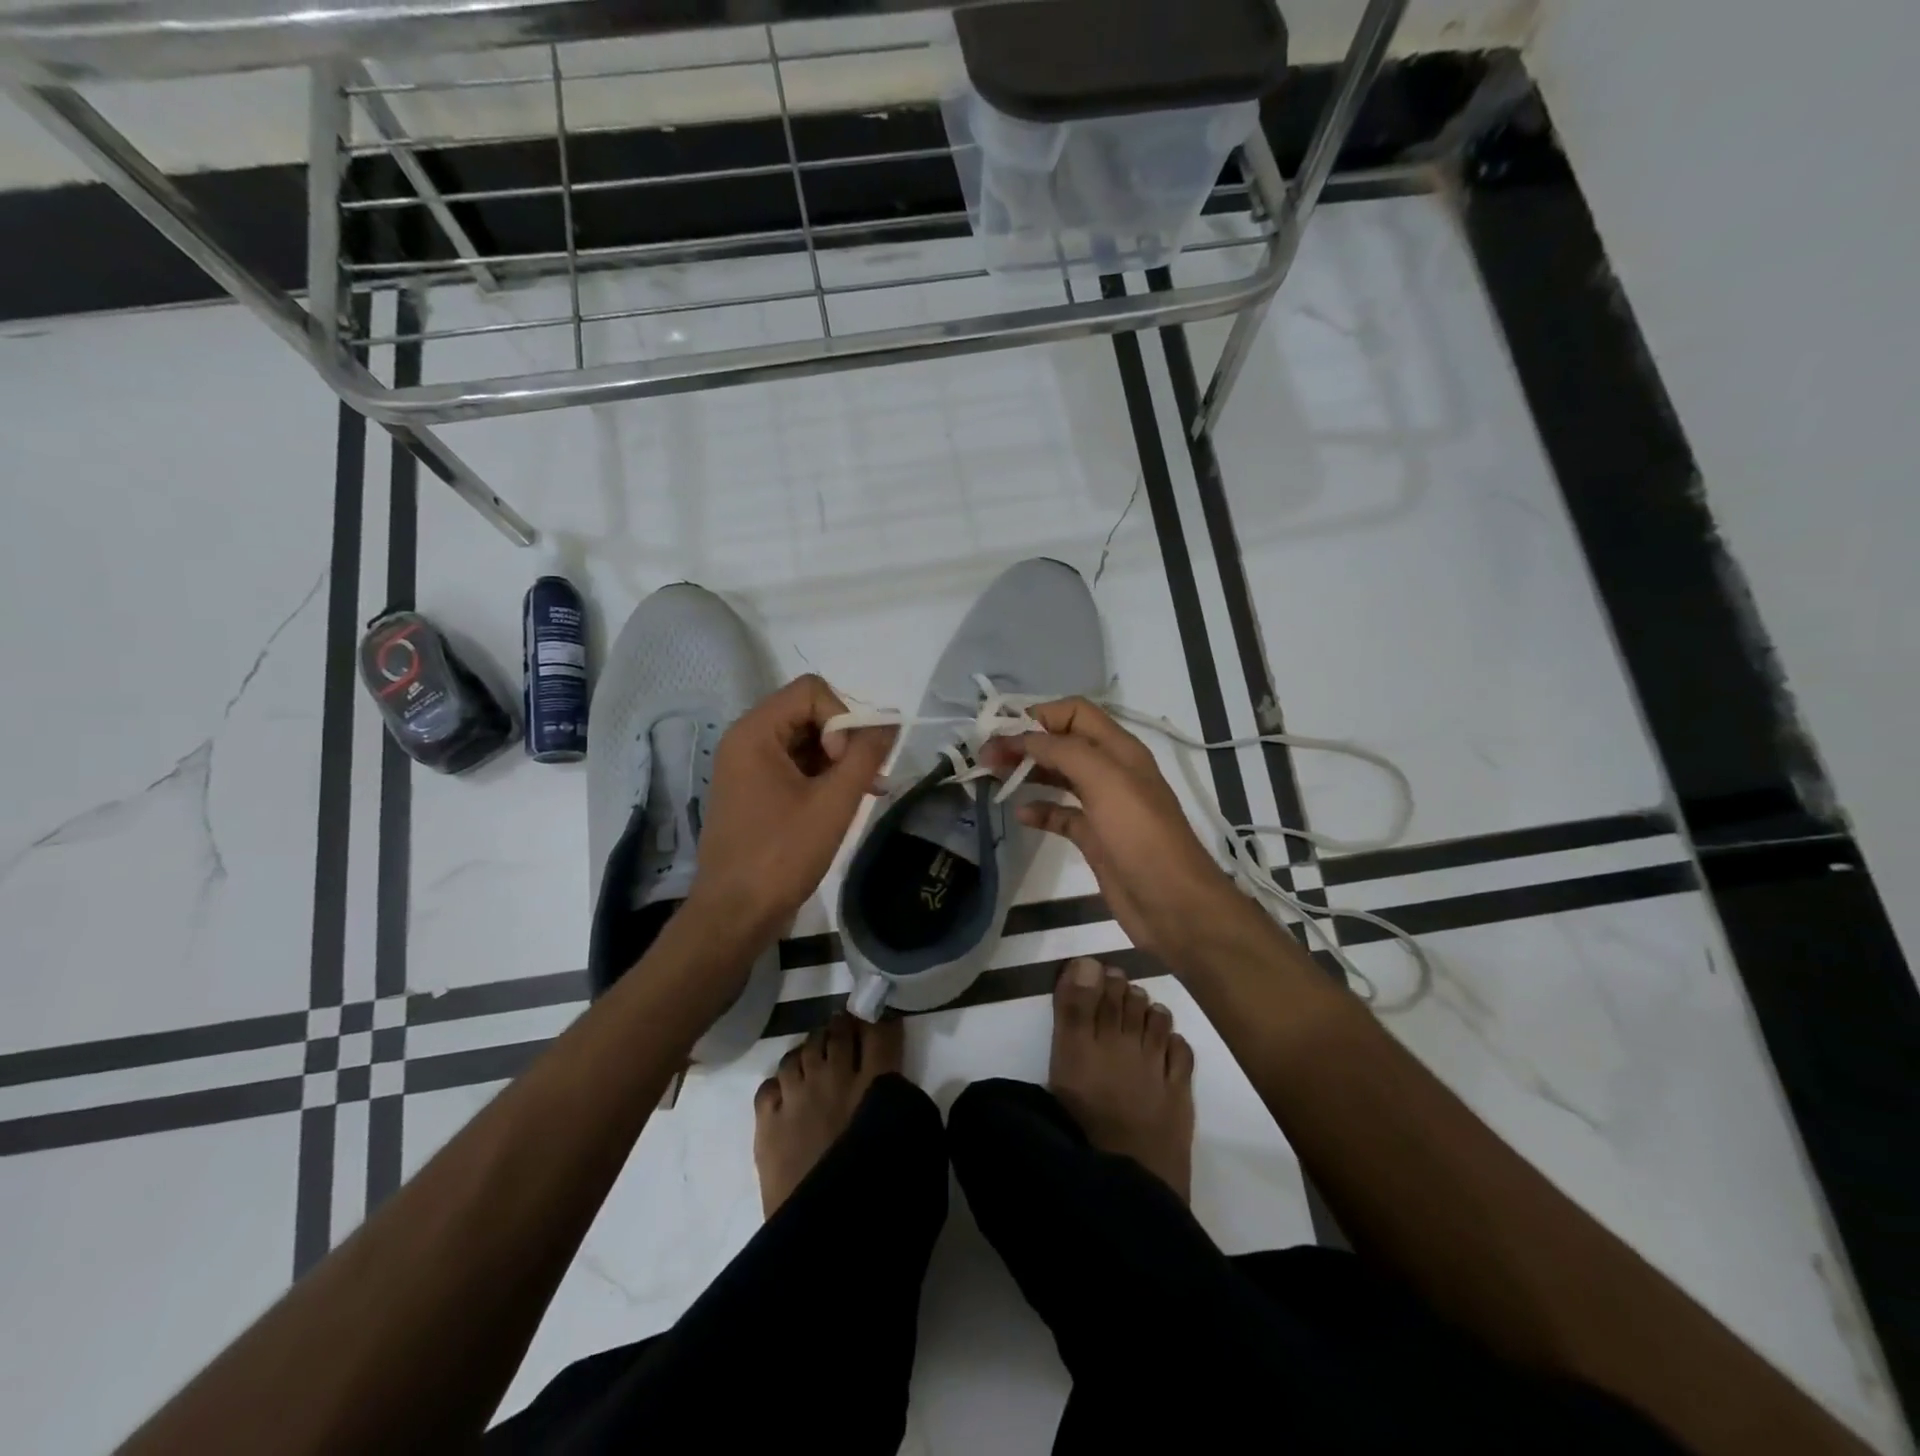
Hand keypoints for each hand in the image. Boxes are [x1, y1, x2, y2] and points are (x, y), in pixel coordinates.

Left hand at [687, 675, 895, 943]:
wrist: (735, 915)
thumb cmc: (782, 855)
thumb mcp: (833, 803)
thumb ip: (866, 755)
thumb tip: (892, 720)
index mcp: (755, 732)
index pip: (812, 691)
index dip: (842, 717)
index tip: (848, 761)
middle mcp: (746, 740)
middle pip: (808, 712)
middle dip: (844, 739)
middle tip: (864, 778)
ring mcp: (748, 767)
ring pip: (805, 740)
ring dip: (838, 760)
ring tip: (863, 792)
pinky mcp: (754, 791)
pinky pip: (795, 766)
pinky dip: (823, 777)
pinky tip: (845, 803)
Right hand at [980, 697, 1259, 967]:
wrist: (1173, 904)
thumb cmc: (1140, 836)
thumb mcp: (1106, 781)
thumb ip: (1064, 751)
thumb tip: (1024, 737)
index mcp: (1119, 750)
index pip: (1075, 713)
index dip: (1039, 715)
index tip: (1002, 731)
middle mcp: (1111, 771)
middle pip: (1062, 743)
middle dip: (1025, 743)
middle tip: (986, 757)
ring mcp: (1103, 806)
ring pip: (1059, 777)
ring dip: (1028, 772)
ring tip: (994, 778)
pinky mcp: (1095, 838)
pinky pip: (1061, 815)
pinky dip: (1039, 811)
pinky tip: (1020, 815)